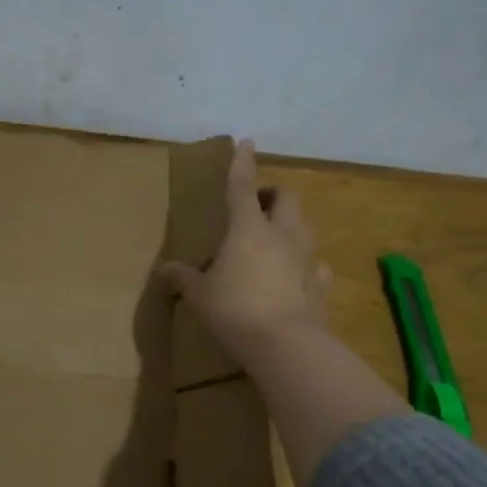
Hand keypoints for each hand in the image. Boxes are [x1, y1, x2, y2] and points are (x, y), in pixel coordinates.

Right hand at [160, 139, 332, 364]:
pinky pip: (317, 265)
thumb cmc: (235, 310)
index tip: (247, 141)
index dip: (242, 163)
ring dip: (291, 225)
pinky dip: (306, 264)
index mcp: (247, 228)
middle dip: (273, 195)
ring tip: (276, 238)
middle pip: (286, 199)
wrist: (286, 345)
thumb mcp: (200, 295)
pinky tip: (298, 275)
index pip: (242, 186)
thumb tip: (164, 270)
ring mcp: (307, 258)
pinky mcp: (322, 284)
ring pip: (305, 227)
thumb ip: (183, 278)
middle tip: (258, 205)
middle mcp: (282, 235)